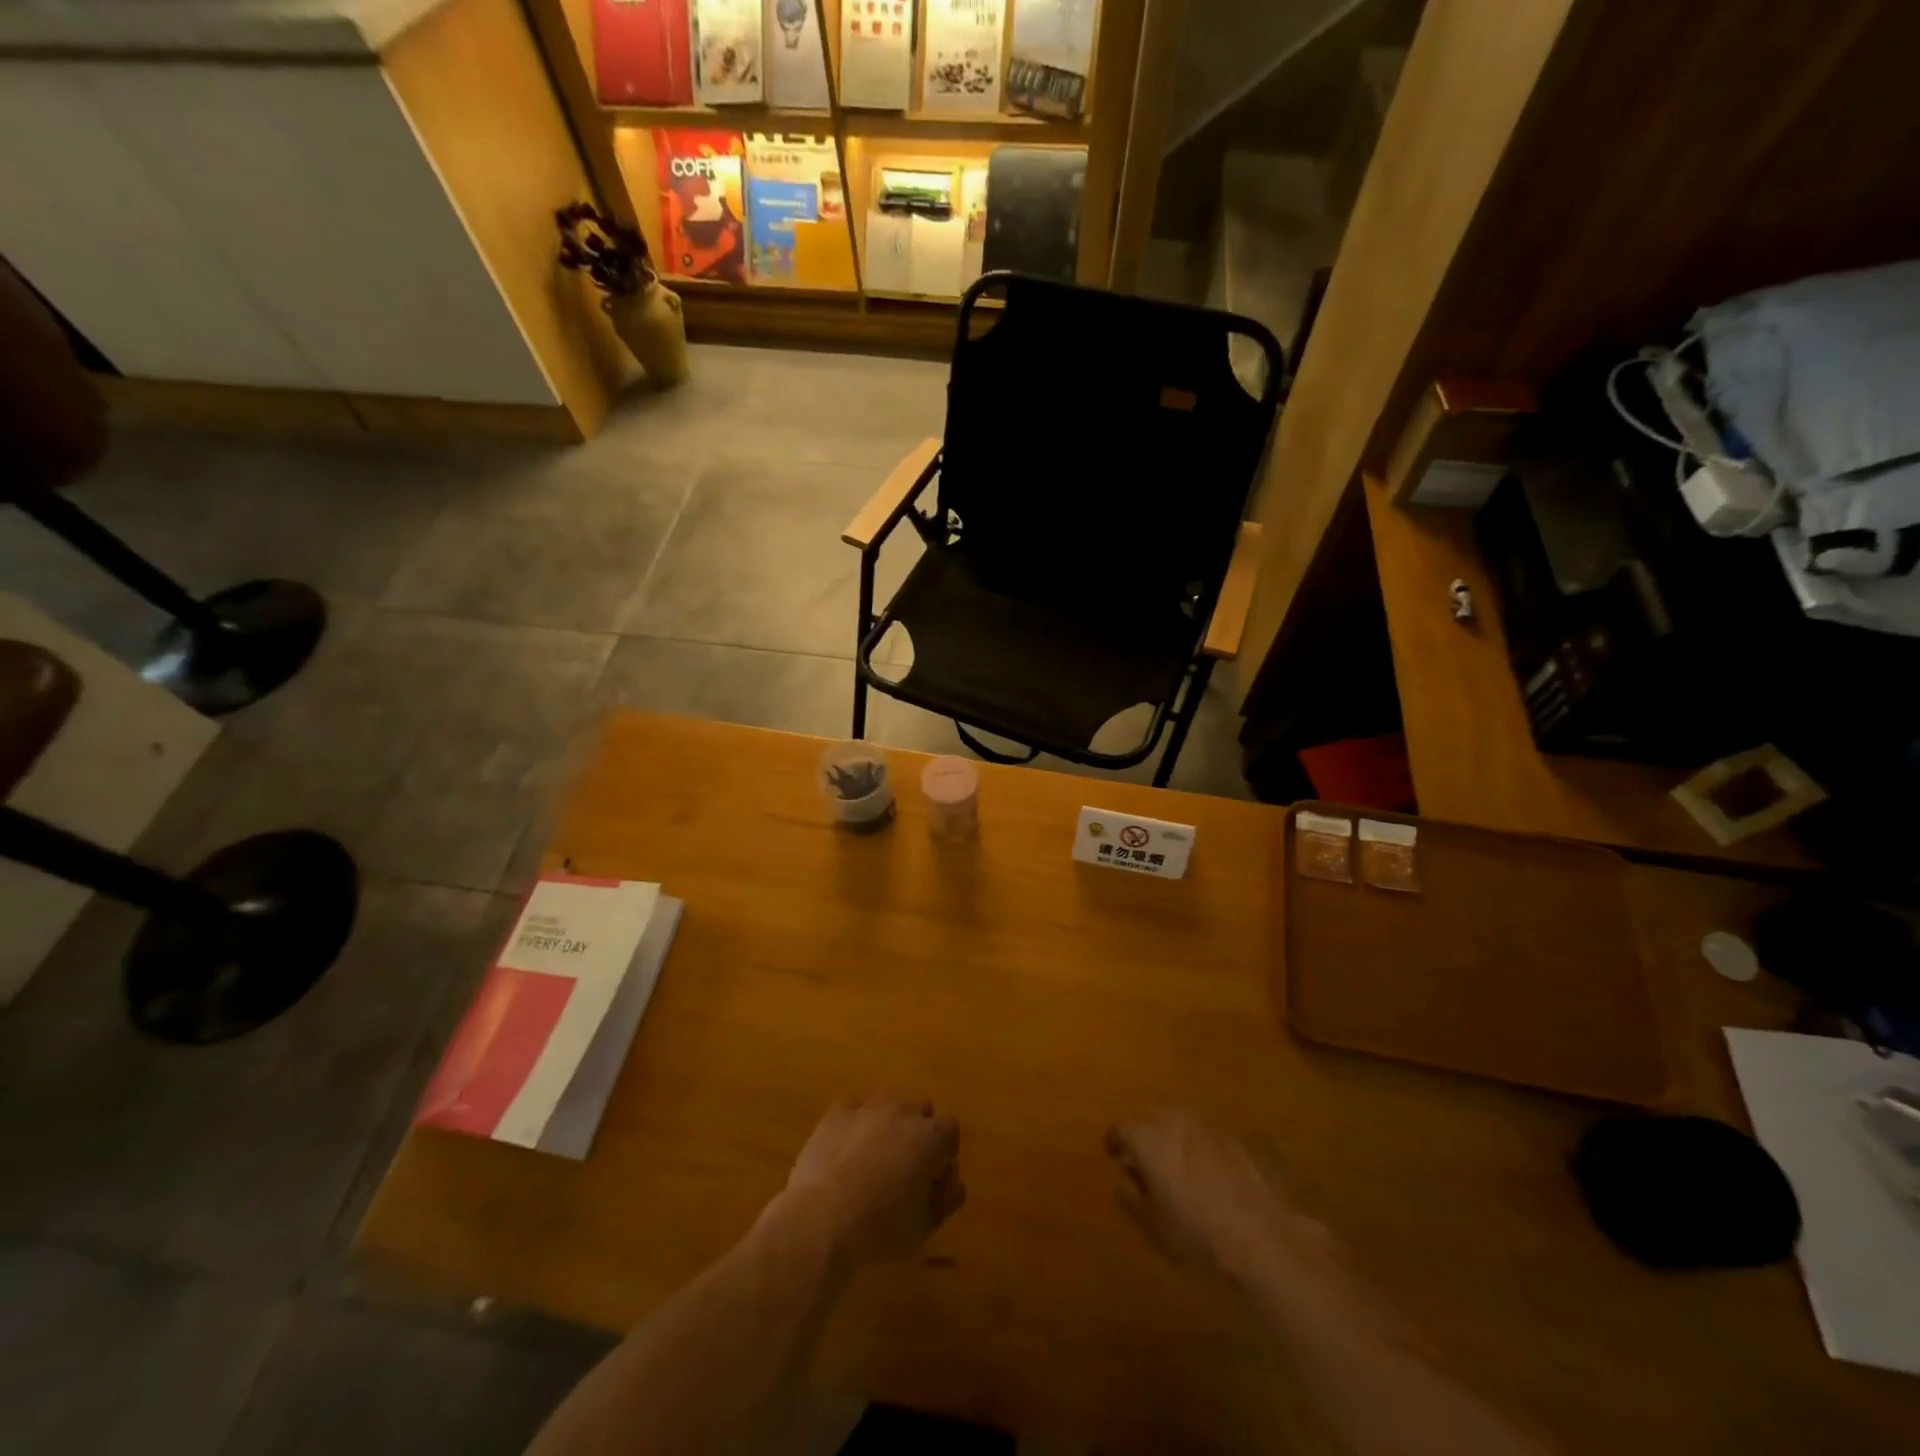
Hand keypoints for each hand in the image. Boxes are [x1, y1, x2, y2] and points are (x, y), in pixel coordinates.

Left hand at [780, 1096, 963, 1267]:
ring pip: (887, 1103)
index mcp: (929, 1137)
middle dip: (919, 1131)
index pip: (950, 1128)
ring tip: (876, 1153)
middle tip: (907, 1163)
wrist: (822, 1220)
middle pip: (920, 1109)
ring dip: (889, 1122)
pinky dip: (856, 1121)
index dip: (946, 1149)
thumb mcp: (925, 1226)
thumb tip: (951, 1177)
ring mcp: (866, 1108)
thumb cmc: (881, 1228)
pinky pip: (853, 1106)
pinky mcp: (836, 1113)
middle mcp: (901, 1112)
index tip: (937, 1171)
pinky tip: (848, 1145)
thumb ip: (947, 1197)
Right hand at [1105, 1109, 1309, 1278]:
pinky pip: (1215, 1138)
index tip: (1113, 1154)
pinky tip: (1218, 1173)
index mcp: (1150, 1138)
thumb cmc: (1197, 1233)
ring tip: (1183, 1164)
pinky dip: (1210, 1149)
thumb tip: (1122, 1177)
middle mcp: (1178, 1121)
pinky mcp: (1242, 1139)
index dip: (1115, 1140)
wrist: (1263, 1237)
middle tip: (1148, 1160)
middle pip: (1154, 1118)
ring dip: (1179, 1138)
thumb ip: (1130, 1195)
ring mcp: (1213, 1126)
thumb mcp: (1153, 1225)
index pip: (1121, 1127)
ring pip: (1186, 1123)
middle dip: (1147, 1135)